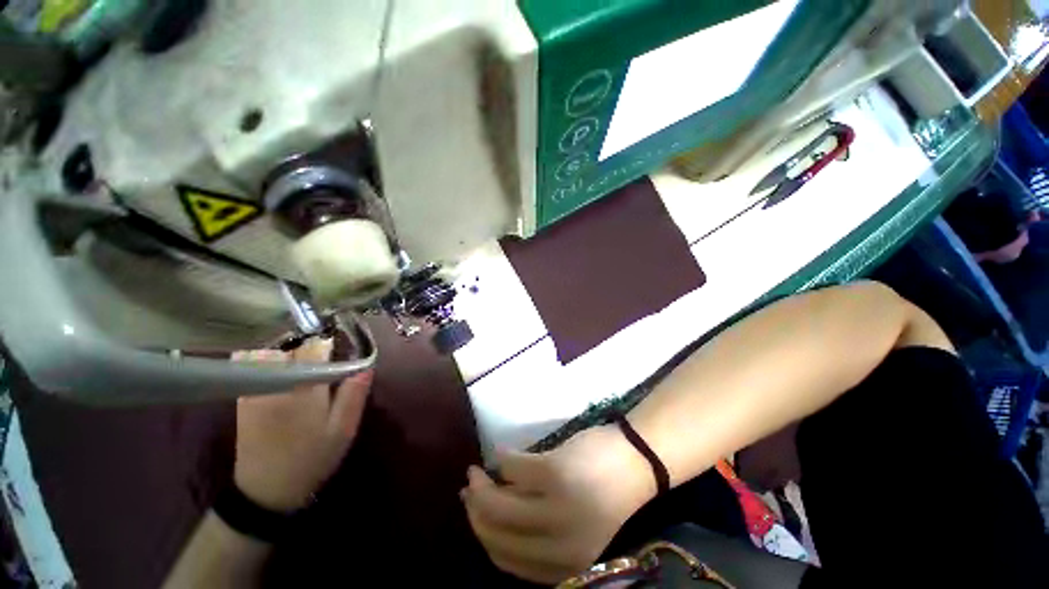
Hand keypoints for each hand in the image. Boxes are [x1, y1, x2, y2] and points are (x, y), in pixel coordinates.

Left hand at [232, 338, 372, 512]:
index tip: (339, 351)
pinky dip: (265, 360)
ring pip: (269, 352)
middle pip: (291, 346)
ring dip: (286, 352)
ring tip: (300, 365)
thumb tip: (366, 366)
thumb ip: (353, 396)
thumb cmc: (311, 458)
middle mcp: (275, 383)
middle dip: (309, 348)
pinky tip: (280, 373)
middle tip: (322, 361)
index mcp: (304, 389)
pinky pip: (249, 365)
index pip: (315, 347)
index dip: (330, 345)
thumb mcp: (342, 431)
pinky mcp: (243, 398)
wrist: (266, 490)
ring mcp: (254, 389)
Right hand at [463, 425, 655, 583]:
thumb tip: (490, 506)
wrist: (635, 460)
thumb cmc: (604, 489)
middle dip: (475, 510)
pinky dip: (502, 459)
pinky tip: (500, 453)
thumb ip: (534, 522)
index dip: (482, 535)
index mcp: (565, 564)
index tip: (472, 513)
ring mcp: (557, 509)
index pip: (506, 560)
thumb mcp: (570, 521)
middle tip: (469, 487)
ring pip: (499, 505)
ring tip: (477, 470)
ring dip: (481, 485)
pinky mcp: (555, 474)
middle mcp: (559, 545)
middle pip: (497, 534)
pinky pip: (513, 468)